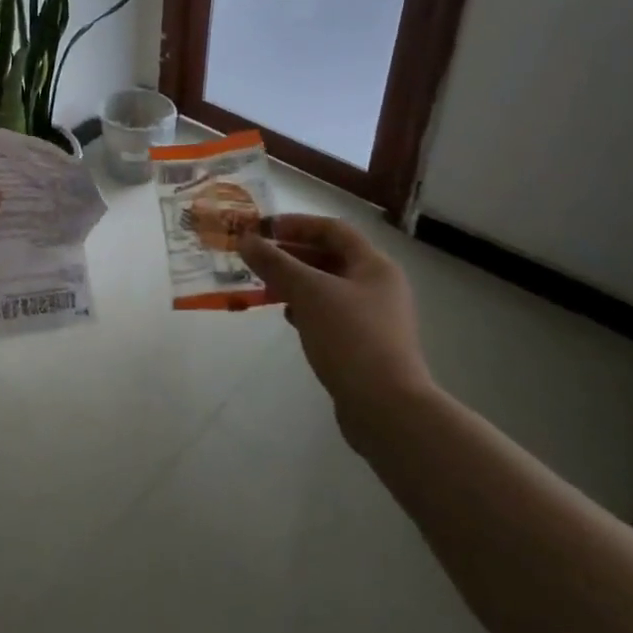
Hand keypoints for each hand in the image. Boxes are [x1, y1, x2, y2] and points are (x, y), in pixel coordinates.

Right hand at [241, 215, 435, 452]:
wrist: (387, 409)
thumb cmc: (350, 337)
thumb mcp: (307, 292)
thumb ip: (275, 263)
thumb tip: (245, 240)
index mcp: (374, 266)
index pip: (333, 229)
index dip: (297, 224)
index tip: (263, 229)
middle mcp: (379, 287)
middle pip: (331, 257)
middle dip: (292, 254)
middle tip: (258, 257)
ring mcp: (374, 318)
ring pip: (328, 287)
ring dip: (296, 282)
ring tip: (265, 286)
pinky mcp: (364, 346)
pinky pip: (330, 314)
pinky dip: (306, 309)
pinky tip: (287, 317)